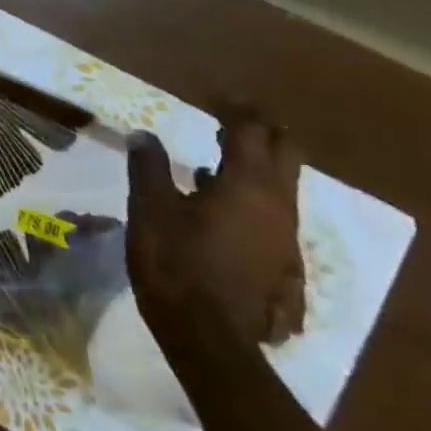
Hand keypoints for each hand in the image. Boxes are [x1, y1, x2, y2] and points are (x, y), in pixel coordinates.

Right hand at [125, 104, 306, 347]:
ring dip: (257, 164)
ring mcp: (285, 236)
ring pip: (283, 185)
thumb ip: (149, 168)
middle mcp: (278, 204)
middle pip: (285, 153)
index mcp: (247, 185)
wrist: (209, 335)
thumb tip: (144, 134)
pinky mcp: (281, 261)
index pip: (250, 131)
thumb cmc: (175, 262)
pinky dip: (252, 196)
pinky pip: (274, 214)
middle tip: (230, 120)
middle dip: (262, 131)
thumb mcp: (150, 210)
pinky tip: (220, 208)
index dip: (236, 108)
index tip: (217, 95)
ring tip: (217, 159)